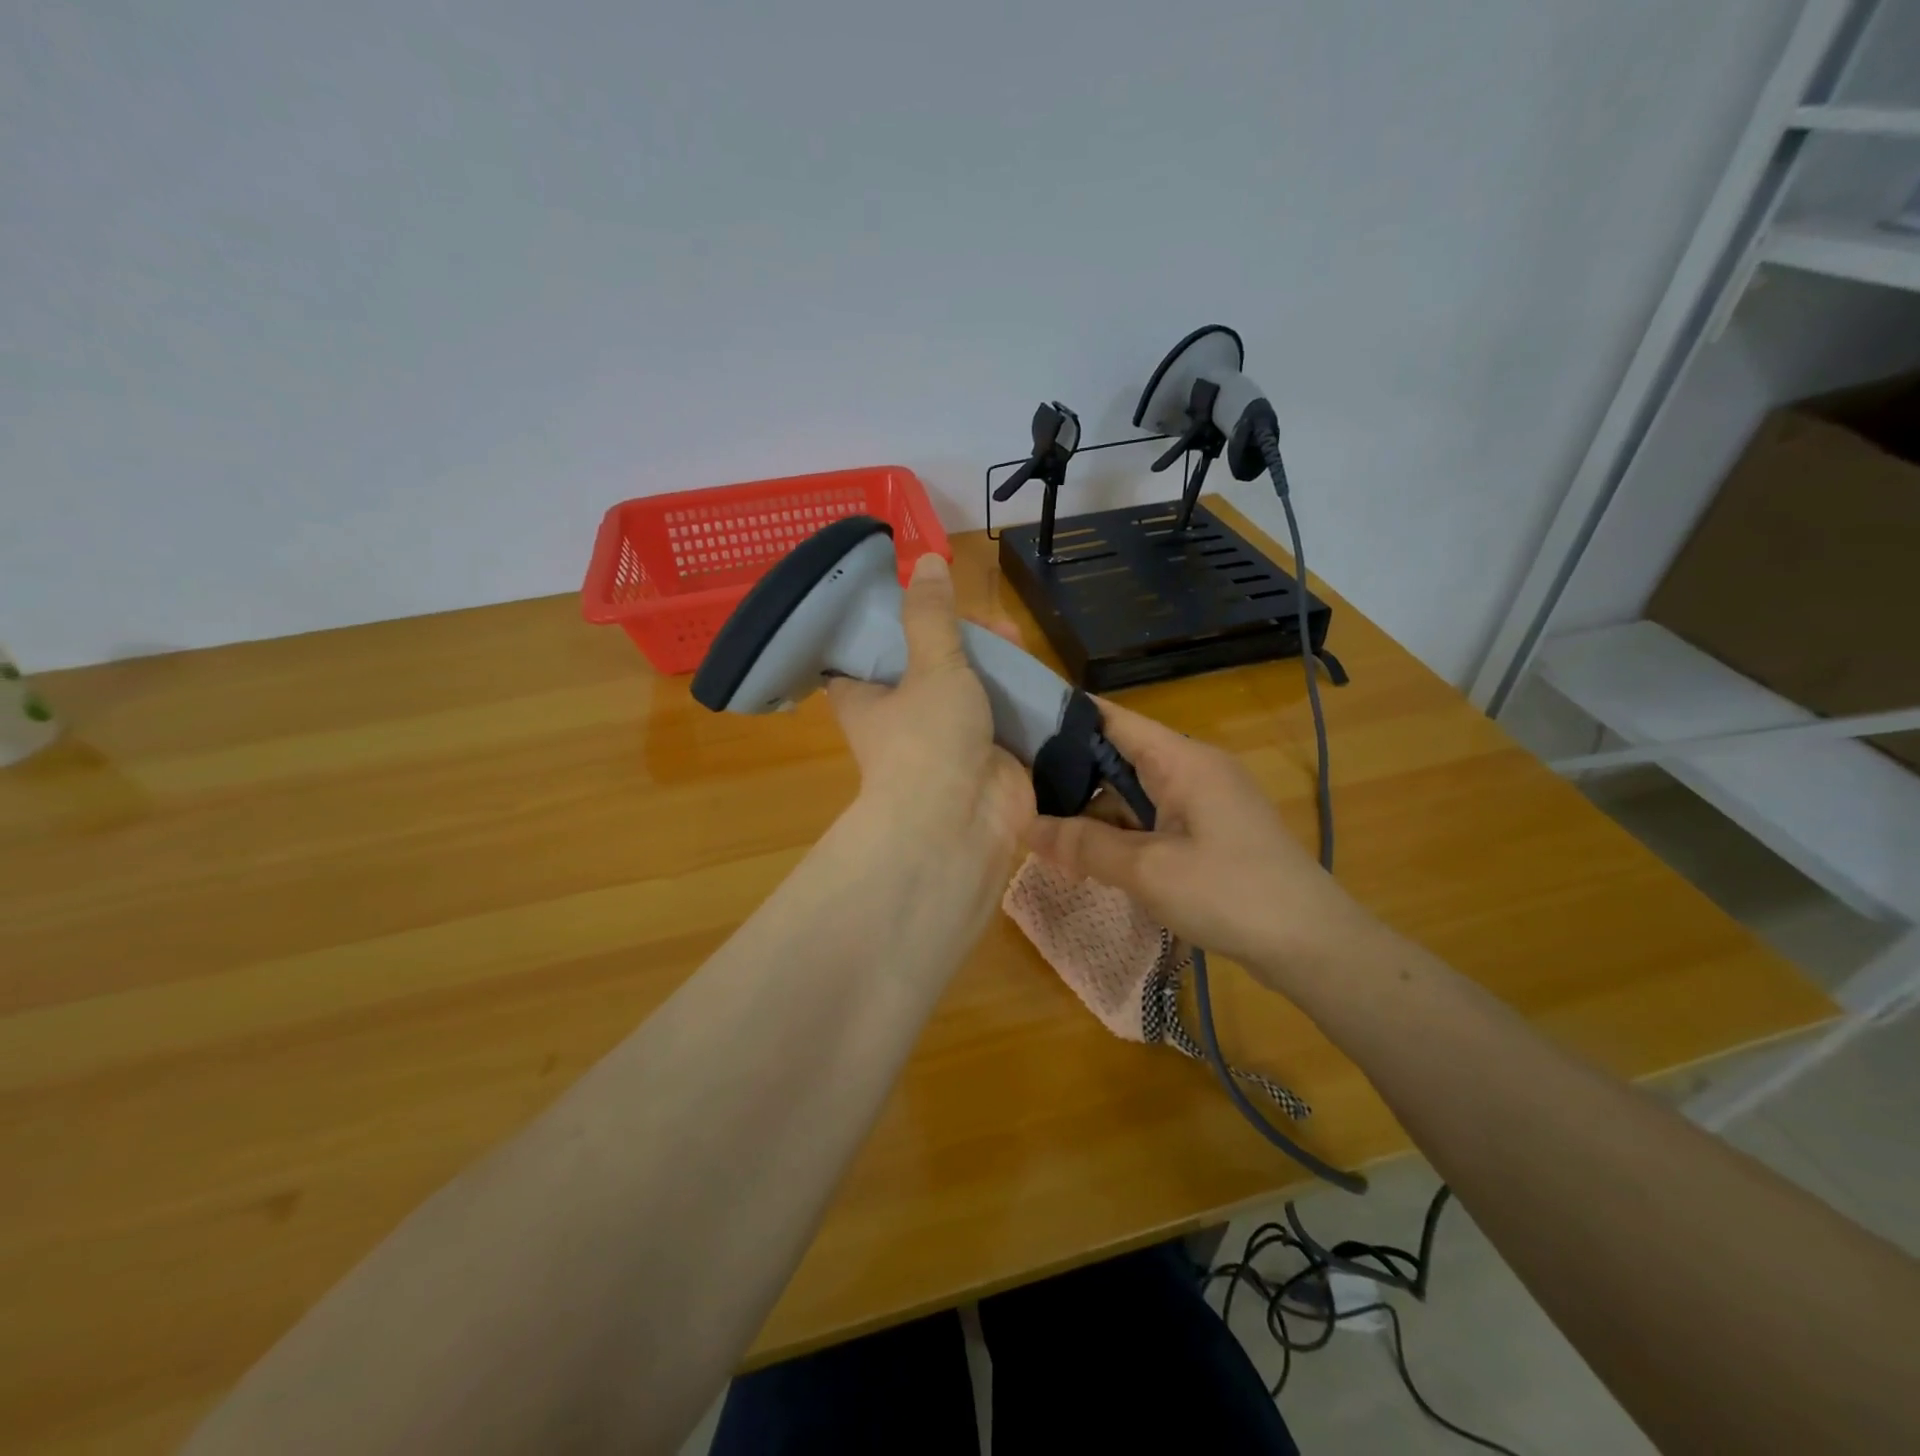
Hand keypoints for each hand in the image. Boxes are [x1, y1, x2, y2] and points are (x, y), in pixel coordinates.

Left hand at [826, 554, 1034, 867]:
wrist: (960, 824)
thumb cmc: (928, 739)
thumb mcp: (929, 665)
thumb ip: (932, 614)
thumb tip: (925, 560)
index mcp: (866, 696)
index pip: (866, 651)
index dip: (890, 621)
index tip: (919, 595)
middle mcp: (900, 717)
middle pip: (926, 663)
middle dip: (960, 639)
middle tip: (989, 622)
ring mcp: (944, 739)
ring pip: (967, 689)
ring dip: (992, 665)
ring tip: (1017, 639)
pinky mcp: (983, 756)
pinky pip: (999, 717)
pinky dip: (1016, 698)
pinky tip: (1037, 676)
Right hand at [1023, 697, 1367, 990]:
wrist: (1313, 945)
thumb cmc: (1230, 894)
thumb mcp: (1148, 870)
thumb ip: (1085, 846)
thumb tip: (1028, 827)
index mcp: (1182, 759)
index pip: (1112, 719)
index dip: (1064, 719)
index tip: (1016, 730)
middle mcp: (1193, 769)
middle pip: (1119, 756)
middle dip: (1071, 775)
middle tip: (1018, 792)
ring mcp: (1204, 801)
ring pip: (1134, 791)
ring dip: (1095, 812)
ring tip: (1044, 831)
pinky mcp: (1210, 832)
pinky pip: (1153, 819)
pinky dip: (1121, 832)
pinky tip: (1089, 856)